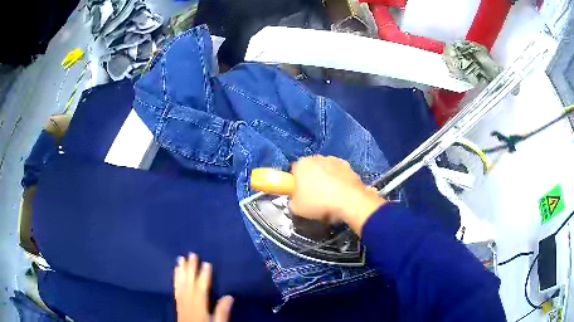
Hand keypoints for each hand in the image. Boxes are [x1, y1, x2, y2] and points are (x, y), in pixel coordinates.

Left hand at [174, 253, 233, 321]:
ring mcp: (181, 301)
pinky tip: (176, 272)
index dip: (204, 275)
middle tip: (192, 254)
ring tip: (180, 259)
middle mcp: (188, 300)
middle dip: (191, 268)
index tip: (207, 262)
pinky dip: (175, 279)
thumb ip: (222, 311)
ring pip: (181, 283)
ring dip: (181, 270)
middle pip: (189, 282)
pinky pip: (176, 288)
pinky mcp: (178, 303)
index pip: (202, 287)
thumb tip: (229, 296)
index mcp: (199, 304)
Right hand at [289, 155, 385, 235]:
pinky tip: (341, 192)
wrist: (350, 201)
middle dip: (310, 178)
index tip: (299, 193)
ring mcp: (334, 159)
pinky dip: (338, 179)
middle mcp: (316, 157)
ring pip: (325, 168)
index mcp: (301, 164)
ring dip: (325, 178)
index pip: (294, 171)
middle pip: (310, 167)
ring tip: (329, 195)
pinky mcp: (348, 165)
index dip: (295, 183)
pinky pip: (338, 172)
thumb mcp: (297, 208)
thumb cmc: (319, 203)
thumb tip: (295, 199)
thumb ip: (292, 201)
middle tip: (313, 195)